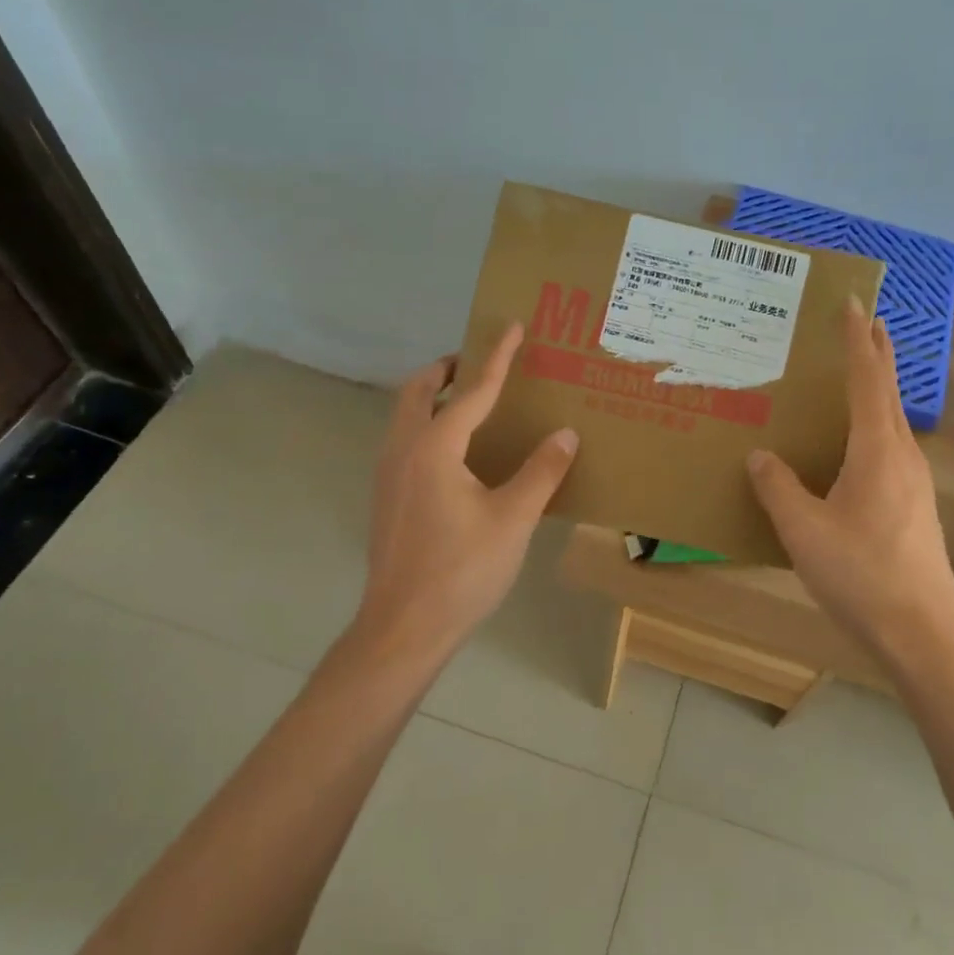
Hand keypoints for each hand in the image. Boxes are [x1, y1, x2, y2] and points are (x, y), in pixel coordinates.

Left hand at [355, 323, 578, 655]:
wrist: (404, 627)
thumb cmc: (462, 571)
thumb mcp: (513, 519)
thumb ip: (541, 472)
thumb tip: (566, 434)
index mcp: (433, 447)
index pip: (471, 390)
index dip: (496, 358)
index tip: (512, 327)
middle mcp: (402, 449)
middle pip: (417, 390)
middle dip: (446, 369)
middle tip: (479, 364)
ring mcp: (388, 475)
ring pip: (404, 416)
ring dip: (432, 396)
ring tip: (470, 401)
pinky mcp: (387, 498)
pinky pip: (404, 441)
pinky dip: (427, 425)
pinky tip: (457, 454)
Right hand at [746, 298, 953, 663]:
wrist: (922, 632)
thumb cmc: (860, 574)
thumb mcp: (804, 530)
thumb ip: (778, 488)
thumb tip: (761, 456)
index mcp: (877, 451)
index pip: (868, 380)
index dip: (858, 340)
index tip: (855, 303)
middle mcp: (902, 457)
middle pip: (889, 394)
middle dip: (877, 355)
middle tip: (866, 323)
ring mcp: (915, 483)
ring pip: (893, 423)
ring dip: (878, 393)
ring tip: (856, 381)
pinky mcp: (915, 508)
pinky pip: (892, 450)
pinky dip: (875, 428)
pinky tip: (858, 450)